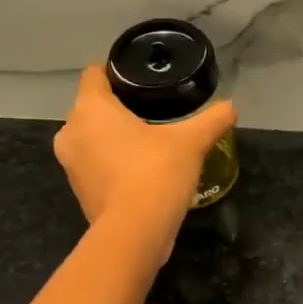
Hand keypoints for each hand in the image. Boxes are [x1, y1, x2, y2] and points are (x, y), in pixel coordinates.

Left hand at [53, 66, 236, 253]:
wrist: (135, 232)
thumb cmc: (156, 172)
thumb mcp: (192, 141)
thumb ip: (212, 119)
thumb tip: (231, 107)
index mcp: (91, 108)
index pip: (94, 74)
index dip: (115, 71)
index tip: (140, 79)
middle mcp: (71, 131)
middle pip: (91, 106)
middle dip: (116, 106)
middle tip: (151, 108)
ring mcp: (71, 164)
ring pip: (91, 137)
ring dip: (112, 136)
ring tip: (147, 138)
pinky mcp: (79, 190)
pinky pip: (94, 163)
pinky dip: (111, 161)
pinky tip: (139, 168)